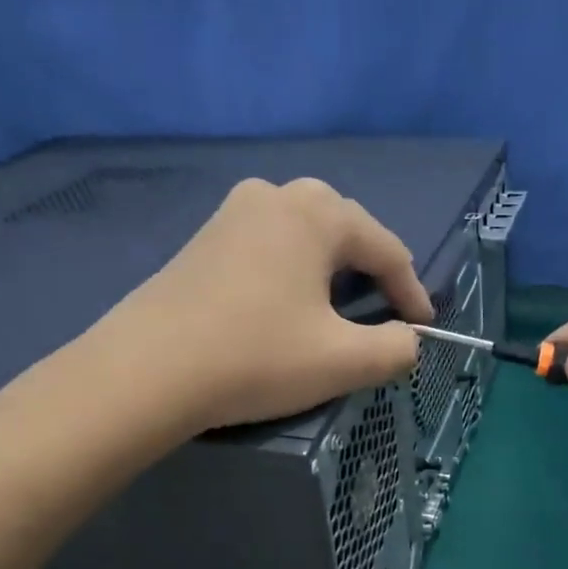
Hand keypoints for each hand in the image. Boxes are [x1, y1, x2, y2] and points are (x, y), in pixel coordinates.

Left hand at [94, 178, 433, 432]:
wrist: (144, 372)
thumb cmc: (254, 357)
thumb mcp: (341, 361)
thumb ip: (395, 349)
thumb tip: (408, 340)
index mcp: (316, 213)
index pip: (386, 248)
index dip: (411, 291)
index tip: (424, 326)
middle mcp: (275, 196)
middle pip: (344, 229)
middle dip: (371, 269)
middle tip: (383, 309)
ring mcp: (232, 213)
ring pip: (303, 233)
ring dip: (330, 266)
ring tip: (337, 304)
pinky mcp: (203, 238)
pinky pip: (267, 244)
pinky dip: (291, 269)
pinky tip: (284, 302)